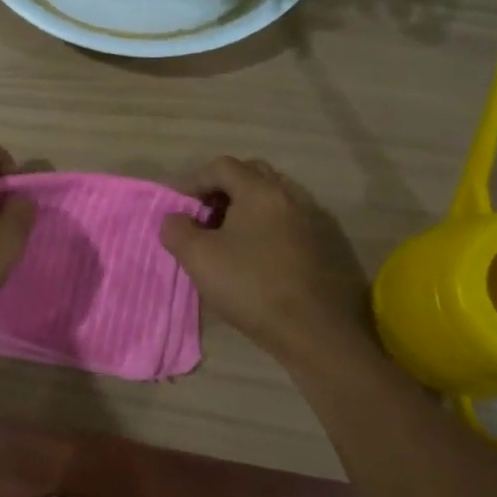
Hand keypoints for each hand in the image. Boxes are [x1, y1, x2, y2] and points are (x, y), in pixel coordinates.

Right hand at [159, 156, 374, 368]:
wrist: (313, 329)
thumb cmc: (251, 286)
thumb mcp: (198, 258)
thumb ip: (177, 230)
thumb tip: (175, 219)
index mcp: (260, 191)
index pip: (222, 167)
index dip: (194, 181)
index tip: (179, 206)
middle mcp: (289, 195)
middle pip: (251, 176)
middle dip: (222, 190)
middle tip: (204, 216)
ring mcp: (311, 220)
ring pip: (271, 200)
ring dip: (245, 210)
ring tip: (227, 239)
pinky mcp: (322, 245)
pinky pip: (286, 222)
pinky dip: (265, 228)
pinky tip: (255, 257)